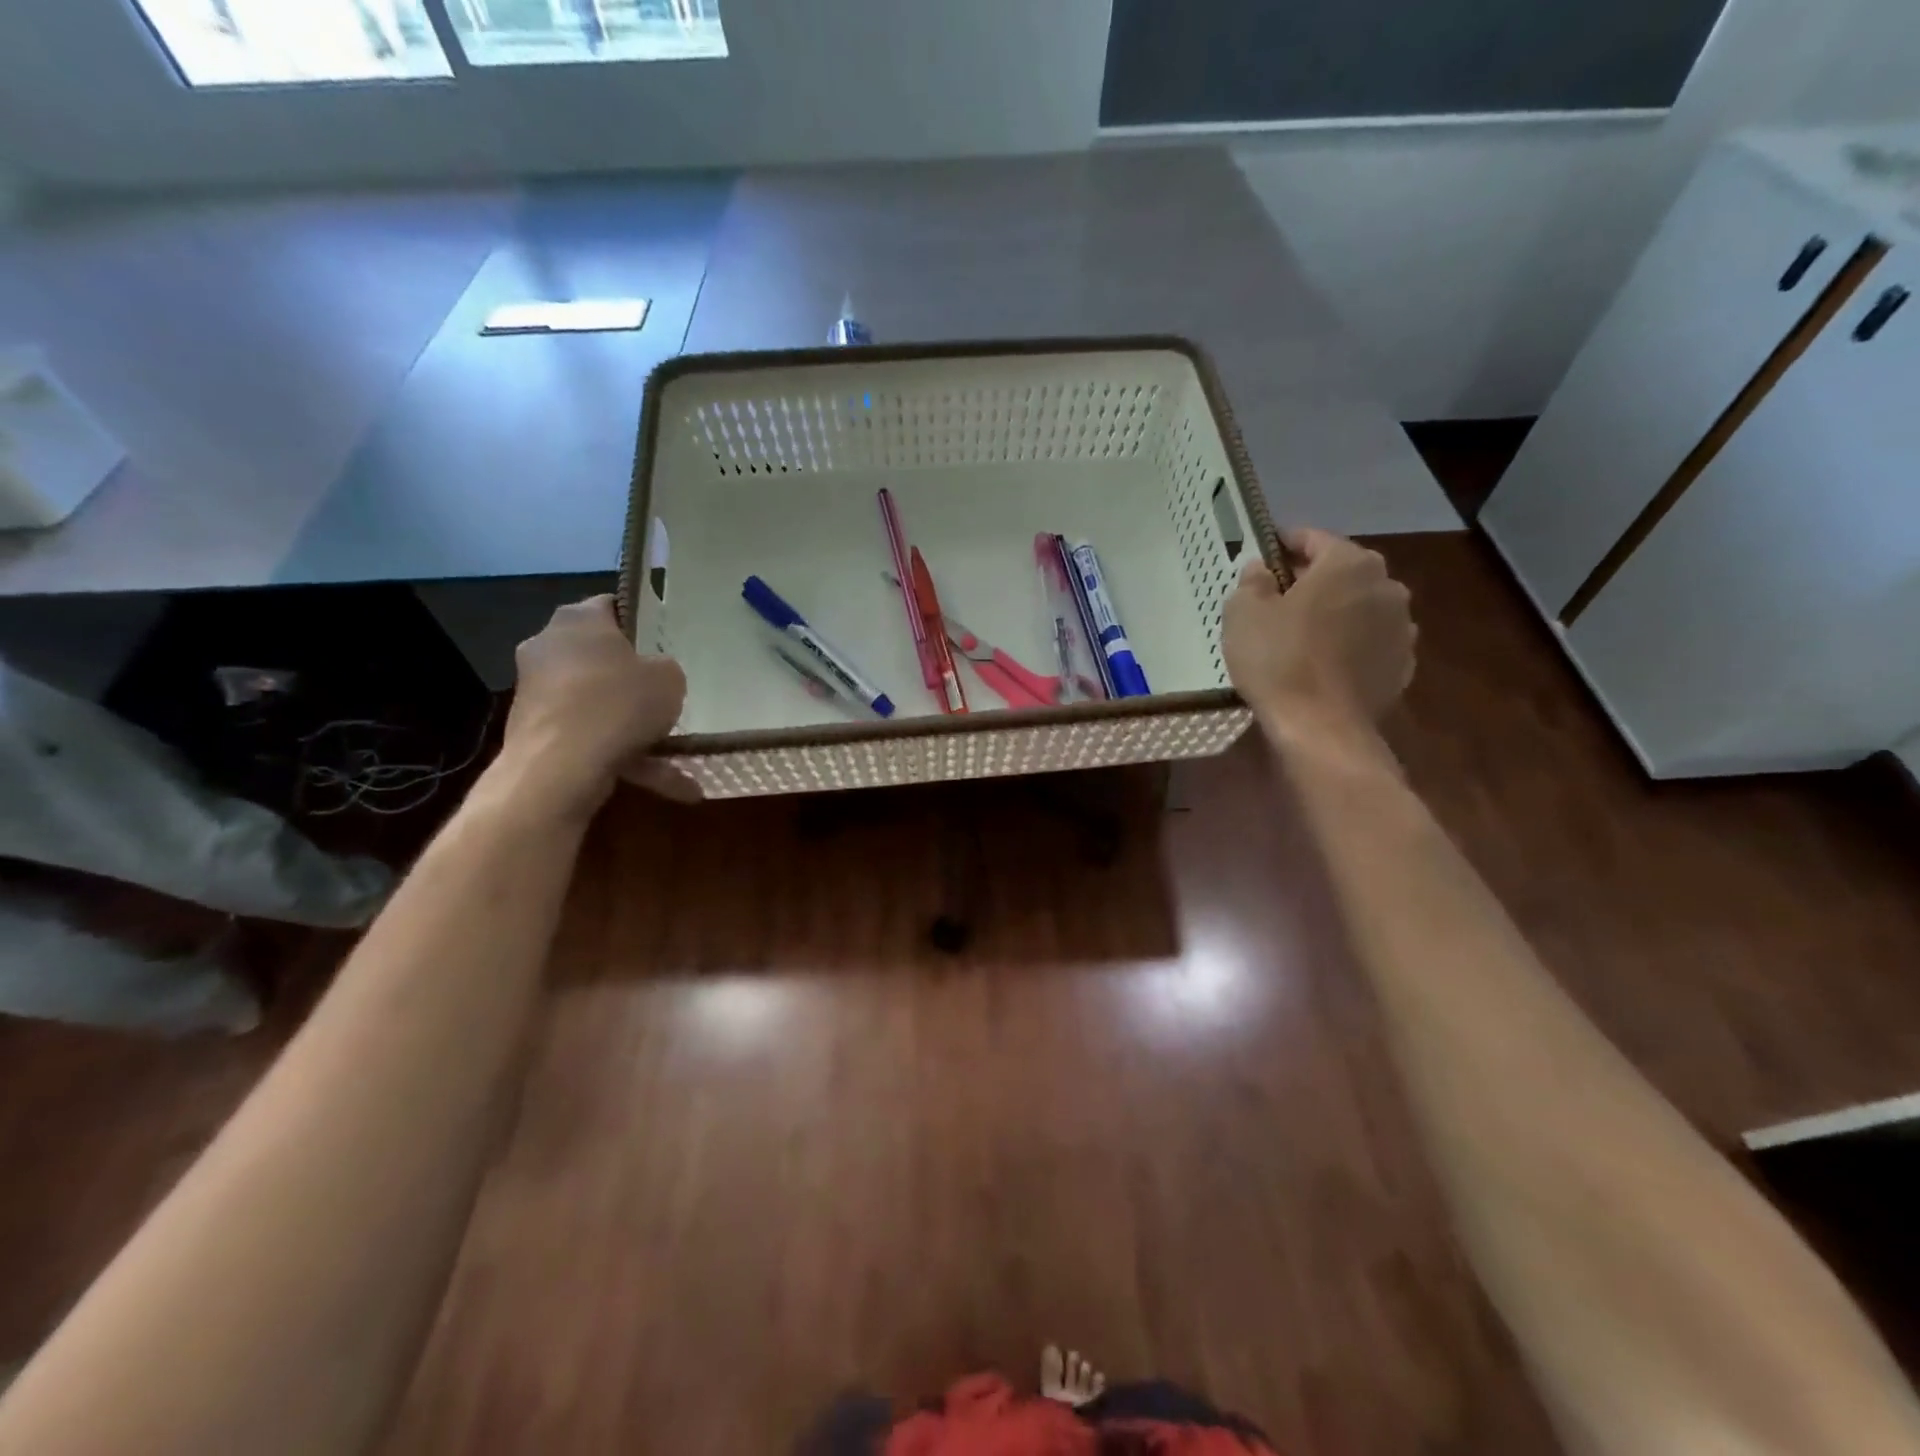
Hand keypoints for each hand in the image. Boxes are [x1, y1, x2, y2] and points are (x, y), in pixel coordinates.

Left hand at [500, 596, 698, 817]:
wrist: (560, 768)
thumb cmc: (619, 704)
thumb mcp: (670, 678)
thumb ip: (665, 669)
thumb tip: (653, 674)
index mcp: (579, 619)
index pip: (611, 606)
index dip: (640, 622)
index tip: (663, 642)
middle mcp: (548, 646)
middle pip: (599, 656)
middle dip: (630, 677)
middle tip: (664, 694)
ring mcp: (536, 691)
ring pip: (597, 703)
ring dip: (631, 726)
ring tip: (673, 752)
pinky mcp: (534, 732)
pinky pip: (589, 737)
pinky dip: (621, 755)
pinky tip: (661, 782)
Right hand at [1222, 528, 1415, 731]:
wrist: (1320, 727)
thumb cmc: (1278, 660)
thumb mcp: (1243, 613)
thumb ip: (1252, 581)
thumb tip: (1261, 570)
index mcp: (1348, 563)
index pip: (1314, 539)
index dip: (1285, 544)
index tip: (1264, 555)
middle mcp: (1386, 585)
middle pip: (1342, 572)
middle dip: (1312, 580)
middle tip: (1278, 599)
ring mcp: (1402, 627)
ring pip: (1360, 607)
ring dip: (1335, 612)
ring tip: (1302, 634)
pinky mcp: (1403, 664)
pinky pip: (1370, 642)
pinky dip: (1350, 644)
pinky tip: (1324, 663)